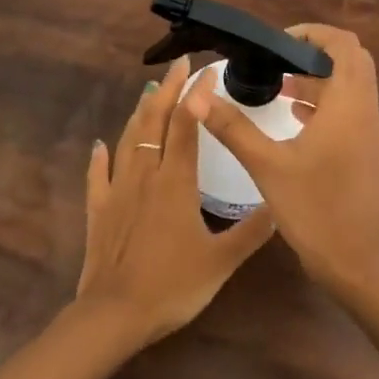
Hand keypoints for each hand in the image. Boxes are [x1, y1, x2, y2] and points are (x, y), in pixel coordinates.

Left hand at [75, 56, 276, 343]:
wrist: (115, 315)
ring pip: (128, 140)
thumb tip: (281, 204)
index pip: (186, 126)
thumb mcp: (222, 261)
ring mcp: (117, 190)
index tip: (207, 71)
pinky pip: (97, 174)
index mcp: (176, 182)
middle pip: (154, 122)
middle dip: (167, 90)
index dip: (196, 96)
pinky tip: (100, 144)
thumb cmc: (172, 286)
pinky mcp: (98, 210)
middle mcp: (145, 175)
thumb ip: (252, 231)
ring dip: (139, 112)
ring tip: (149, 91)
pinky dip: (99, 156)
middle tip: (179, 64)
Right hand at [184, 24, 378, 295]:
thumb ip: (233, 127)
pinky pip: (350, 114)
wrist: (357, 265)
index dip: (313, 34)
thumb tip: (197, 97)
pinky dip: (325, 107)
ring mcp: (372, 136)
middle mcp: (367, 114)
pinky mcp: (369, 156)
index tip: (277, 44)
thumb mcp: (267, 166)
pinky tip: (294, 120)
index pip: (345, 45)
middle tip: (276, 62)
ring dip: (319, 81)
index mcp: (348, 106)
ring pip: (351, 90)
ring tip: (277, 88)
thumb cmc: (314, 210)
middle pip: (352, 63)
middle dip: (315, 55)